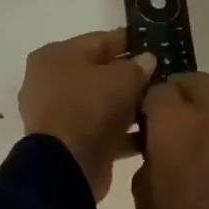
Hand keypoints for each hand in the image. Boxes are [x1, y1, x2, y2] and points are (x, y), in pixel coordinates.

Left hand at [18, 30, 156, 202]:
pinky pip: (98, 129)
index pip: (99, 41)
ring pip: (99, 103)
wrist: (66, 168)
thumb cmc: (90, 108)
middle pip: (98, 72)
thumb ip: (138, 66)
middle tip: (160, 76)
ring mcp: (55, 115)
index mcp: (55, 56)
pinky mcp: (65, 144)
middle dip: (128, 76)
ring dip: (126, 105)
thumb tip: (147, 60)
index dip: (129, 42)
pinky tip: (148, 132)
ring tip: (158, 104)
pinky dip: (120, 131)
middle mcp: (49, 81)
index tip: (154, 45)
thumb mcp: (123, 79)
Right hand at [133, 72, 208, 208]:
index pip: (155, 92)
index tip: (143, 136)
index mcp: (176, 126)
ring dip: (205, 119)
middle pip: (192, 84)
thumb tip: (155, 161)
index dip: (146, 111)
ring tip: (200, 161)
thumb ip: (145, 180)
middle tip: (170, 138)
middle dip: (178, 102)